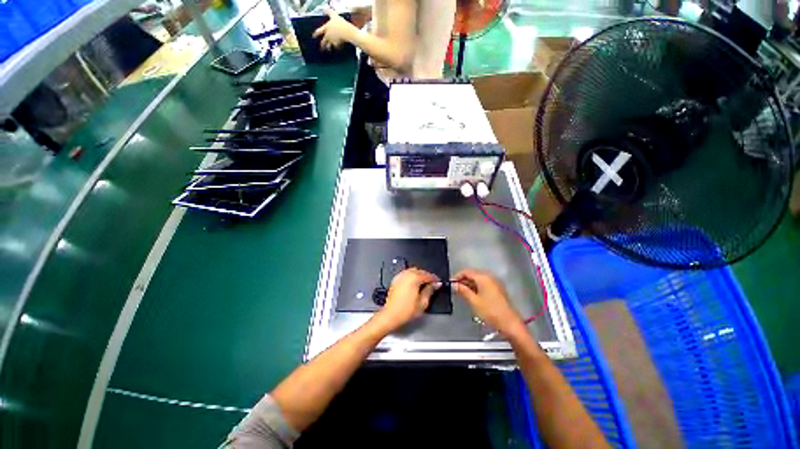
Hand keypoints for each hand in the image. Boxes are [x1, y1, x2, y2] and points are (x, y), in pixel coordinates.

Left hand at [312, 8, 356, 50]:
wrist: (346, 32)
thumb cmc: (340, 23)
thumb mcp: (334, 15)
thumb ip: (329, 12)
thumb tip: (325, 10)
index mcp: (326, 28)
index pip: (318, 31)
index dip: (315, 34)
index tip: (313, 36)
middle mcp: (328, 36)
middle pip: (323, 42)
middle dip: (322, 45)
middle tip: (321, 48)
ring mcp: (332, 41)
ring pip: (329, 46)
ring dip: (328, 48)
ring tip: (328, 49)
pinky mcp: (338, 45)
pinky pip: (336, 46)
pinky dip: (337, 47)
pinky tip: (337, 47)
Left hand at [372, 268, 439, 332]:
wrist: (391, 315)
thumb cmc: (406, 311)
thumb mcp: (423, 302)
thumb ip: (430, 290)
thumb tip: (435, 284)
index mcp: (414, 278)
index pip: (428, 275)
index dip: (435, 279)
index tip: (438, 283)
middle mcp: (406, 274)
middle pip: (420, 271)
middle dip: (427, 276)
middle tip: (432, 284)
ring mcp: (400, 276)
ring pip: (413, 271)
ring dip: (419, 275)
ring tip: (424, 284)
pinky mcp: (395, 280)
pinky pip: (406, 274)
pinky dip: (412, 276)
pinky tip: (414, 284)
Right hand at [452, 269, 525, 338]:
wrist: (510, 324)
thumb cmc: (491, 311)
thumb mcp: (474, 301)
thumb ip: (463, 291)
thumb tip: (454, 285)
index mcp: (483, 277)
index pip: (466, 271)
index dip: (457, 276)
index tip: (450, 283)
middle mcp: (490, 277)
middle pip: (472, 274)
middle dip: (463, 280)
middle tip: (454, 288)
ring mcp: (495, 283)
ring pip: (478, 280)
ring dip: (469, 284)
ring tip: (461, 293)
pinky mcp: (497, 289)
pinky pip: (483, 284)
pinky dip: (476, 287)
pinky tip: (471, 295)